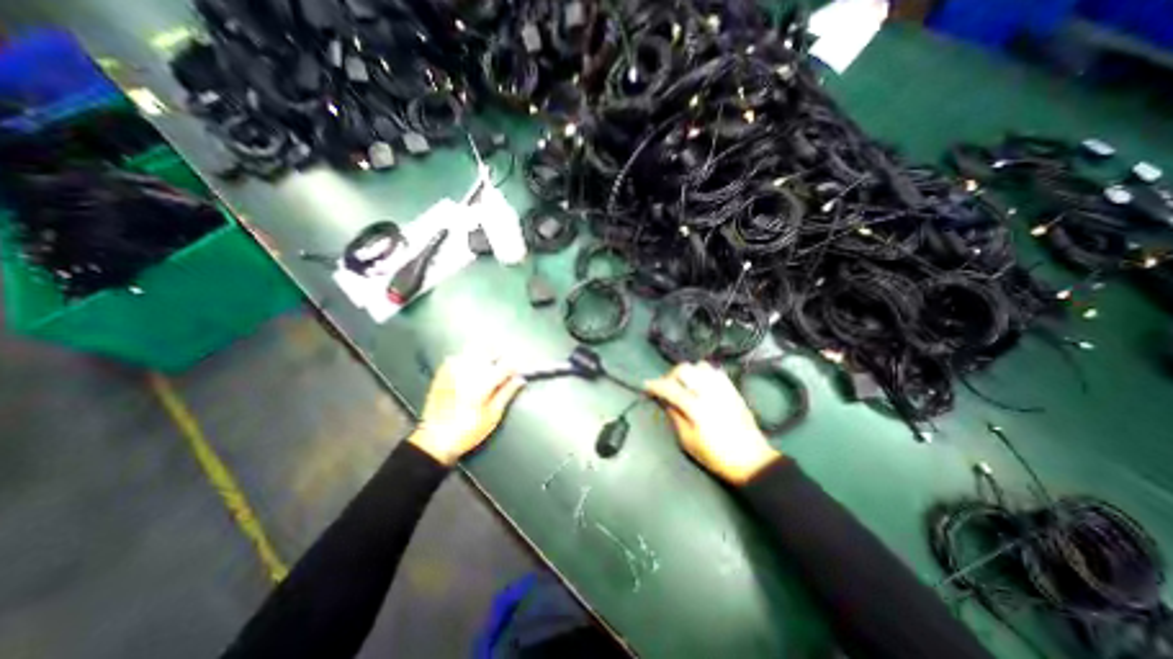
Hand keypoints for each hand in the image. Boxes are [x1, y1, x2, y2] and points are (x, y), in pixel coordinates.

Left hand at [408, 354, 523, 465]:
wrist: (433, 440)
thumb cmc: (467, 431)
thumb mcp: (493, 416)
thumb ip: (507, 393)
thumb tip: (520, 378)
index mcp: (483, 382)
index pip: (507, 364)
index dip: (517, 365)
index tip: (522, 370)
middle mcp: (468, 370)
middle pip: (489, 348)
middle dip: (500, 353)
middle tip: (505, 365)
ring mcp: (452, 369)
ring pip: (472, 348)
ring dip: (484, 353)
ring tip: (490, 365)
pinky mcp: (442, 372)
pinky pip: (458, 356)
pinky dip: (468, 358)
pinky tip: (471, 370)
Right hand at [646, 361, 780, 483]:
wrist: (751, 460)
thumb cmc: (716, 456)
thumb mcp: (688, 441)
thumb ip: (675, 417)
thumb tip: (666, 401)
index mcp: (696, 408)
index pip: (670, 388)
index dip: (655, 385)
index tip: (646, 386)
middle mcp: (709, 393)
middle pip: (684, 370)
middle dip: (671, 375)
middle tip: (666, 386)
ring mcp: (722, 388)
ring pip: (700, 366)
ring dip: (688, 372)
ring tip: (684, 384)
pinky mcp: (732, 389)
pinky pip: (715, 371)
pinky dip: (703, 373)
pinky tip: (700, 384)